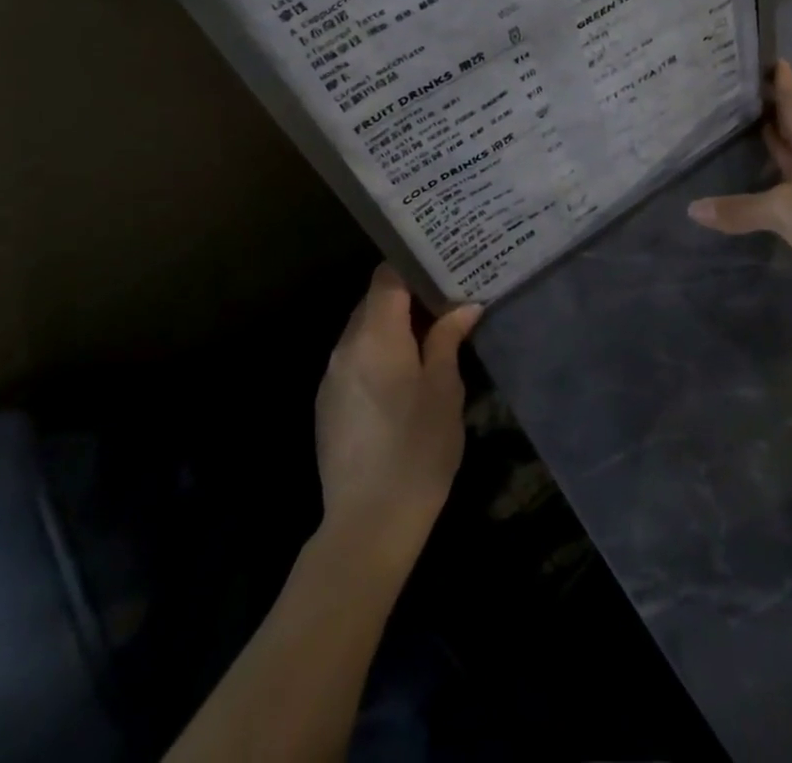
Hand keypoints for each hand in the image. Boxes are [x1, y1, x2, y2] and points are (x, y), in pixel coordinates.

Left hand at [315, 265, 480, 568]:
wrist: (368, 524)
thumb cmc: (417, 449)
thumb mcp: (444, 390)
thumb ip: (447, 339)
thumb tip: (463, 306)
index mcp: (375, 335)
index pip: (387, 277)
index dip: (414, 266)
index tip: (444, 266)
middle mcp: (345, 347)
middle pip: (373, 301)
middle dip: (408, 297)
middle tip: (447, 299)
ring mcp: (332, 376)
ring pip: (363, 330)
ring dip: (393, 327)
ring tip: (431, 334)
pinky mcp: (328, 404)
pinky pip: (355, 359)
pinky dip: (378, 353)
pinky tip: (404, 375)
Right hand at [688, 61, 791, 307]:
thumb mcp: (786, 210)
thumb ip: (741, 209)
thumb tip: (693, 208)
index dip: (782, 80)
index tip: (767, 56)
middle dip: (772, 109)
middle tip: (740, 91)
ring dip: (776, 144)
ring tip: (744, 129)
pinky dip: (777, 182)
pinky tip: (762, 186)